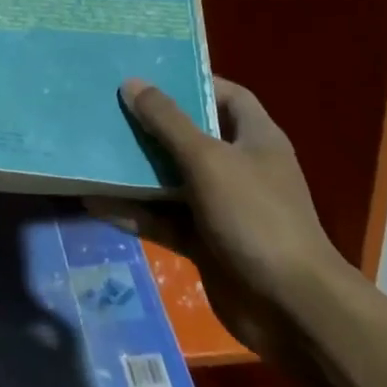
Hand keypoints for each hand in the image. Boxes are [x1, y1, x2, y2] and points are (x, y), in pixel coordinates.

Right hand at [106, 77, 352, 354]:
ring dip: (137, 170)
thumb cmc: (255, 216)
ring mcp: (222, 207)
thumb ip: (168, 121)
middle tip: (110, 107)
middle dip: (152, 124)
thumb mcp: (208, 159)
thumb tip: (132, 83)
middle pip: (191, 135)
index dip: (193, 82)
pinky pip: (164, 219)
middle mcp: (240, 167)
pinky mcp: (206, 242)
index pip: (226, 95)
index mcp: (255, 138)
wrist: (292, 311)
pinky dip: (135, 212)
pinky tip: (97, 203)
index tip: (150, 75)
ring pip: (172, 178)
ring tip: (94, 150)